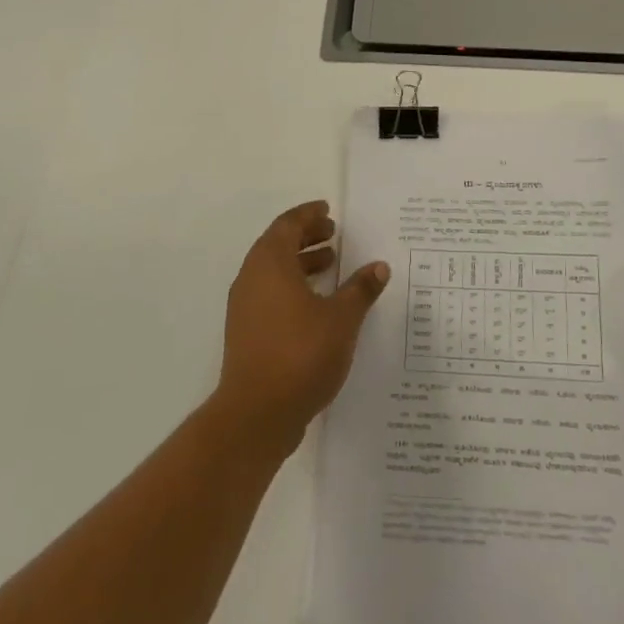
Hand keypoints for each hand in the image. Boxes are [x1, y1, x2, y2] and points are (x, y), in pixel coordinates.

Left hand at [214, 201, 389, 455]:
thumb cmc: (301, 354)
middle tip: (333, 234)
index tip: (328, 211)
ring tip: (331, 265)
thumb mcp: (341, 319)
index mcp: (270, 264)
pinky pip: (269, 294)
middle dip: (306, 237)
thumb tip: (379, 267)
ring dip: (300, 263)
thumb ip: (360, 290)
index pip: (287, 225)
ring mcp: (245, 307)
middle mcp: (252, 278)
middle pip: (277, 245)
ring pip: (272, 271)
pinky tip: (317, 304)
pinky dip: (292, 286)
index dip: (308, 215)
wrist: (257, 412)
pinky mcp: (246, 332)